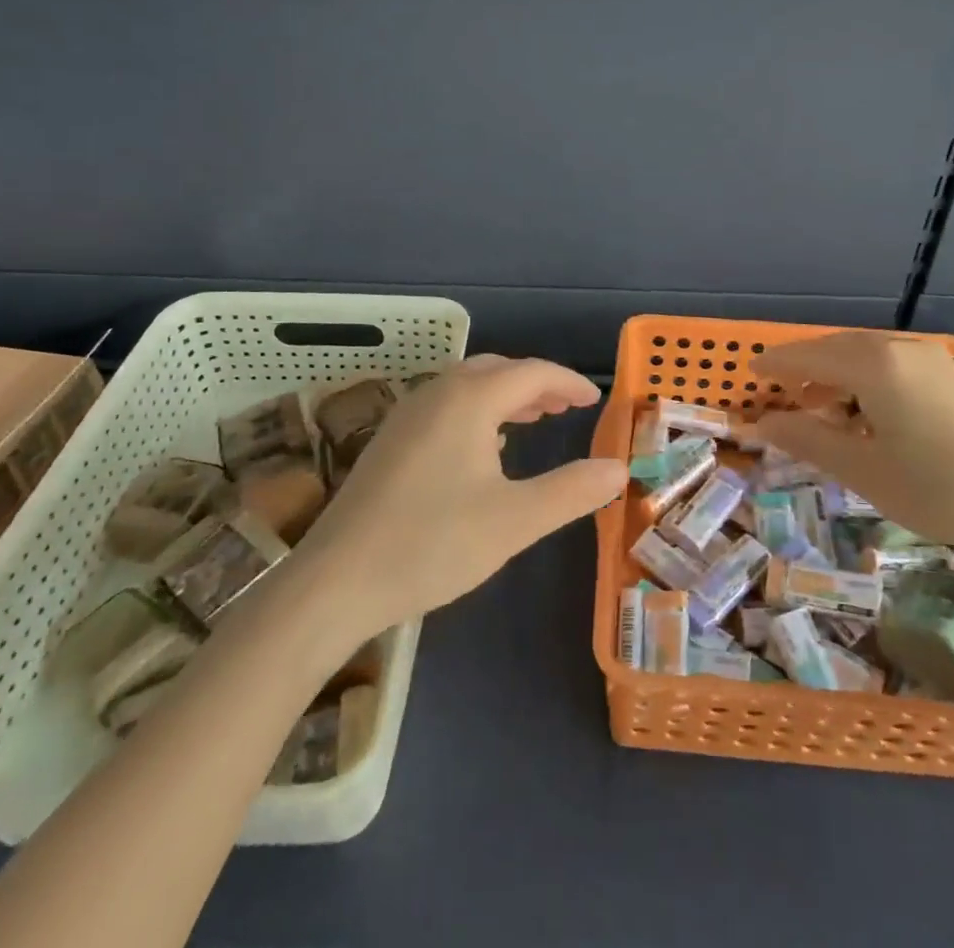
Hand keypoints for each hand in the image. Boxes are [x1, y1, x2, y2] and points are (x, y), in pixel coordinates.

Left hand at [289, 356, 624, 636]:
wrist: (334, 583)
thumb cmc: (432, 544)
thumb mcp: (515, 521)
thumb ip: (572, 491)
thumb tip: (619, 469)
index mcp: (470, 399)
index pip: (532, 372)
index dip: (568, 382)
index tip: (595, 399)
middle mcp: (437, 393)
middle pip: (497, 370)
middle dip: (537, 383)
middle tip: (566, 407)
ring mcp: (406, 415)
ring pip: (468, 386)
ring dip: (505, 395)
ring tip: (534, 419)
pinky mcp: (389, 440)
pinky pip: (446, 405)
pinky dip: (477, 410)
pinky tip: (484, 447)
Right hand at [751, 332, 953, 557]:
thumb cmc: (940, 489)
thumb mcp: (864, 470)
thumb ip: (808, 440)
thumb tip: (762, 423)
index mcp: (874, 366)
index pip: (809, 357)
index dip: (776, 365)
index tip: (750, 374)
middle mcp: (900, 348)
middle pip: (836, 348)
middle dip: (804, 368)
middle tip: (780, 394)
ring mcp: (931, 357)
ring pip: (865, 353)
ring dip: (836, 373)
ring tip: (820, 407)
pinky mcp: (951, 373)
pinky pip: (891, 362)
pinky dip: (865, 377)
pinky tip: (866, 410)